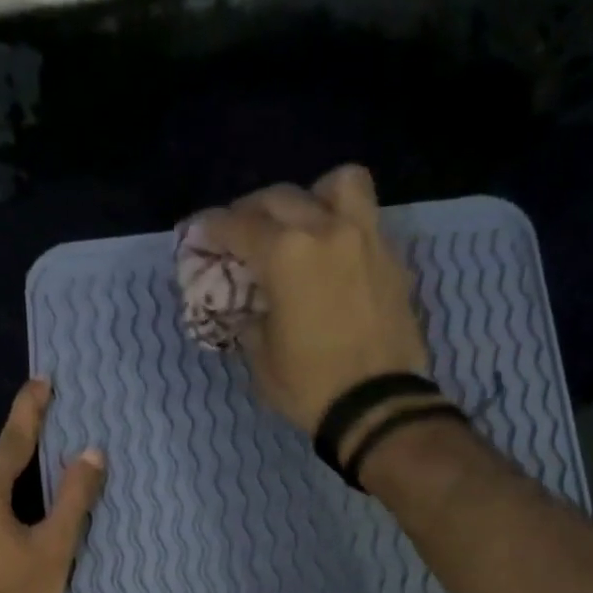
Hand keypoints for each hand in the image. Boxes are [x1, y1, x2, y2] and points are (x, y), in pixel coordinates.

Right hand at [199, 164, 430, 435]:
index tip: (200, 235)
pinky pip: (365, 220)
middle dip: (252, 211)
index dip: (213, 229)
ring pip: (338, 185)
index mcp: (286, 254)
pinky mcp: (392, 259)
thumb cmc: (310, 387)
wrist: (377, 407)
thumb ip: (250, 320)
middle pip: (281, 198)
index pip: (239, 226)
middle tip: (241, 234)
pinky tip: (332, 256)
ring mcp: (365, 239)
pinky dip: (343, 226)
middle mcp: (326, 230)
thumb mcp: (263, 359)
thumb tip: (249, 307)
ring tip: (303, 223)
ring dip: (313, 197)